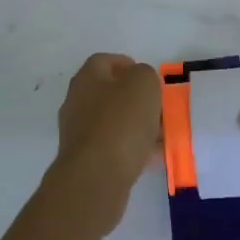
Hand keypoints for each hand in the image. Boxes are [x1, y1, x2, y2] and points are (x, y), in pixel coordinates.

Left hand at [54, 53, 162, 232]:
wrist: (95, 179)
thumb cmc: (120, 123)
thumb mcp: (143, 85)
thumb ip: (145, 75)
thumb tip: (140, 81)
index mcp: (87, 79)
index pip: (103, 61)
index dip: (126, 63)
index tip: (148, 77)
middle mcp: (77, 103)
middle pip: (109, 93)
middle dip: (136, 98)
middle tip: (159, 106)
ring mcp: (79, 134)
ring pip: (113, 122)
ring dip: (137, 125)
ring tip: (162, 133)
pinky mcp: (86, 161)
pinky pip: (114, 148)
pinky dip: (133, 149)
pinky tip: (153, 156)